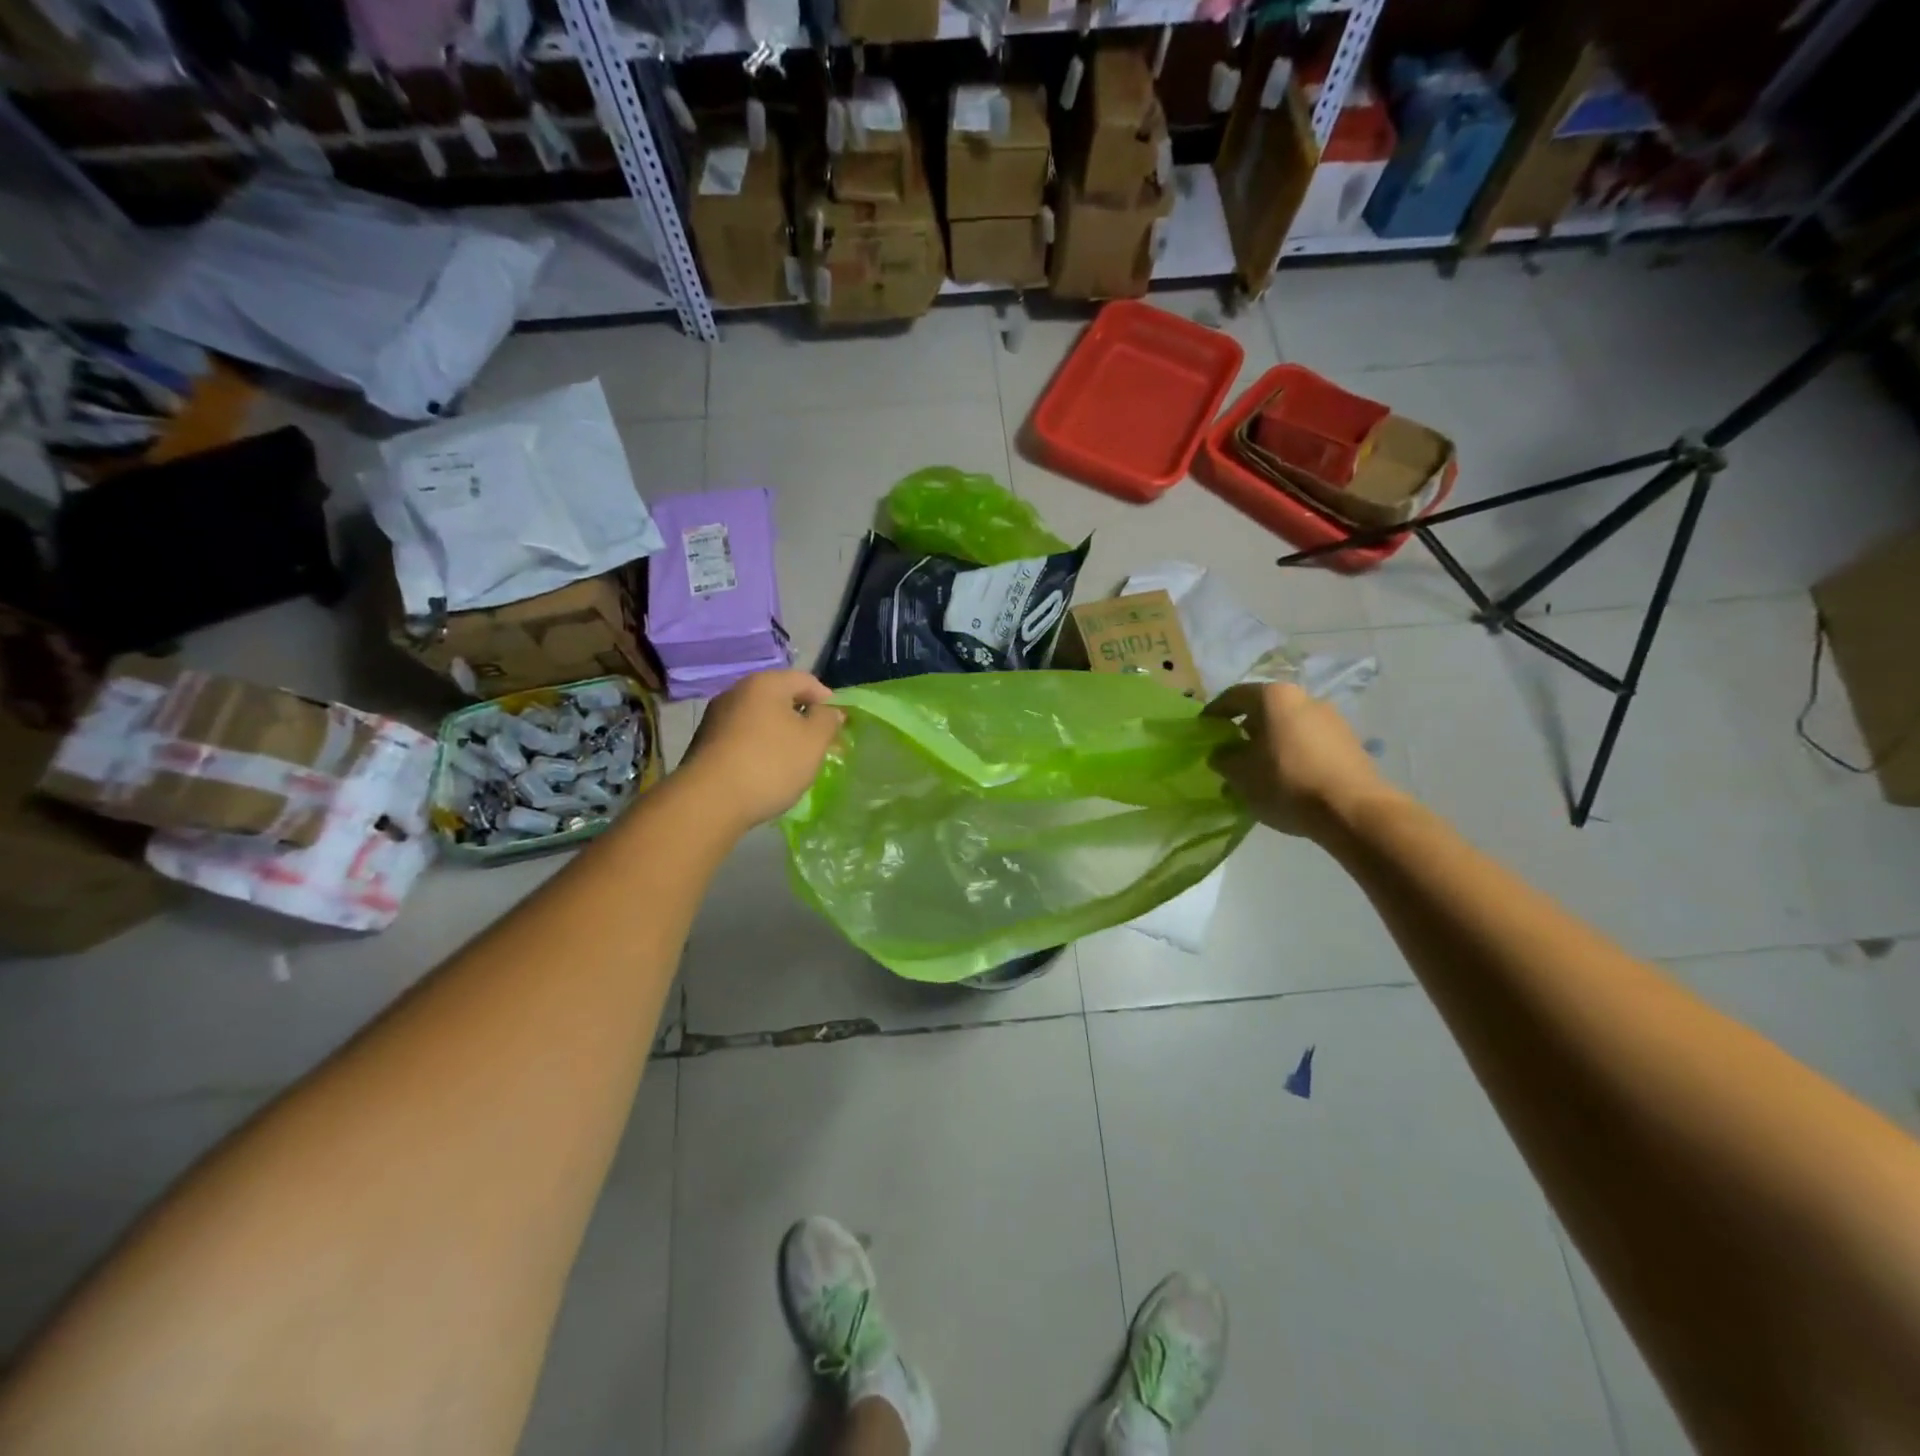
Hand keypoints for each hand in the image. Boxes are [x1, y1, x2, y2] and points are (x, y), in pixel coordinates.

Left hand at [678, 670, 844, 830]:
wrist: (709, 801)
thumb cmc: (770, 764)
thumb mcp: (813, 742)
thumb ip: (827, 720)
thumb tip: (829, 710)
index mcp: (765, 683)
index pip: (805, 680)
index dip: (827, 699)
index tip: (838, 724)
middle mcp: (737, 691)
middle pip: (779, 698)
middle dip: (802, 718)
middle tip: (818, 744)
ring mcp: (716, 717)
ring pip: (759, 719)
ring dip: (779, 734)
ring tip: (792, 761)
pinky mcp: (704, 743)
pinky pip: (742, 737)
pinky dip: (758, 747)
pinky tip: (765, 771)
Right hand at [1204, 682, 1400, 839]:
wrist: (1352, 810)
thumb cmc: (1286, 782)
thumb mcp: (1240, 774)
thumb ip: (1223, 759)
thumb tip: (1222, 753)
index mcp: (1274, 697)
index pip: (1235, 696)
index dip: (1215, 712)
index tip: (1203, 729)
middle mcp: (1305, 699)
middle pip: (1265, 711)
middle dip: (1244, 732)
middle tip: (1230, 754)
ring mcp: (1332, 721)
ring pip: (1288, 729)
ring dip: (1269, 747)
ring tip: (1257, 774)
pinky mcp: (1349, 744)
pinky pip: (1309, 745)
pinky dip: (1292, 757)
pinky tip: (1285, 783)